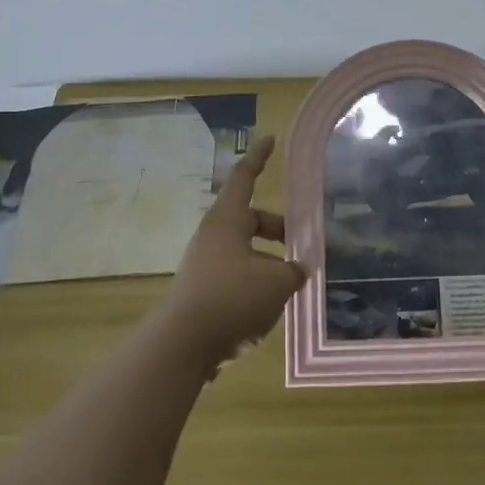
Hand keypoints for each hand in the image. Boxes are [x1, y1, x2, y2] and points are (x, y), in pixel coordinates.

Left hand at [156, 136, 304, 369]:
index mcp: (227, 220)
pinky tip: (272, 304)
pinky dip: (256, 280)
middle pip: (250, 219)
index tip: (270, 139)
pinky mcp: (202, 290)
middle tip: (302, 245)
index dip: (259, 158)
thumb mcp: (277, 282)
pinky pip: (236, 273)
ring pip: (245, 250)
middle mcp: (213, 236)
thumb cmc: (232, 298)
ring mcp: (205, 263)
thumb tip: (297, 270)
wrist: (183, 345)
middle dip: (278, 228)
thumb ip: (294, 270)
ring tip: (292, 282)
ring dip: (269, 259)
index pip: (244, 177)